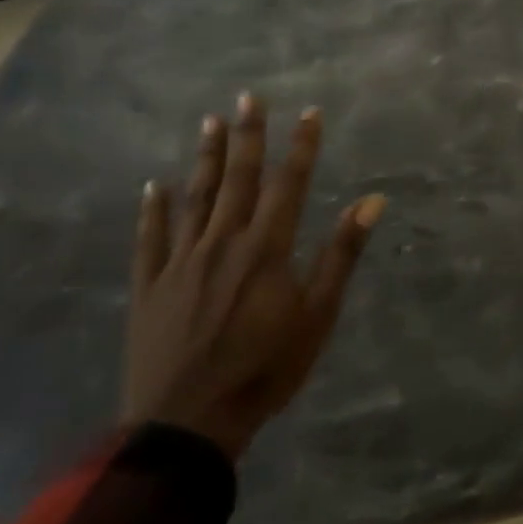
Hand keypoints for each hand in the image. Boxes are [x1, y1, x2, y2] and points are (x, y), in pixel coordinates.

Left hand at [124, 94, 386, 459]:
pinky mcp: (150, 287)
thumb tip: (372, 201)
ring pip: (196, 198)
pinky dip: (153, 209)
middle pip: (239, 179)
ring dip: (206, 158)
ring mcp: (181, 263)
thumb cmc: (264, 369)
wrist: (185, 426)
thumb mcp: (317, 315)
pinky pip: (150, 239)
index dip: (301, 146)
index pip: (289, 183)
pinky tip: (155, 185)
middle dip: (248, 135)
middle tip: (249, 96)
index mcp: (266, 248)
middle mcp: (222, 243)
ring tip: (209, 122)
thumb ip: (342, 253)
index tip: (309, 112)